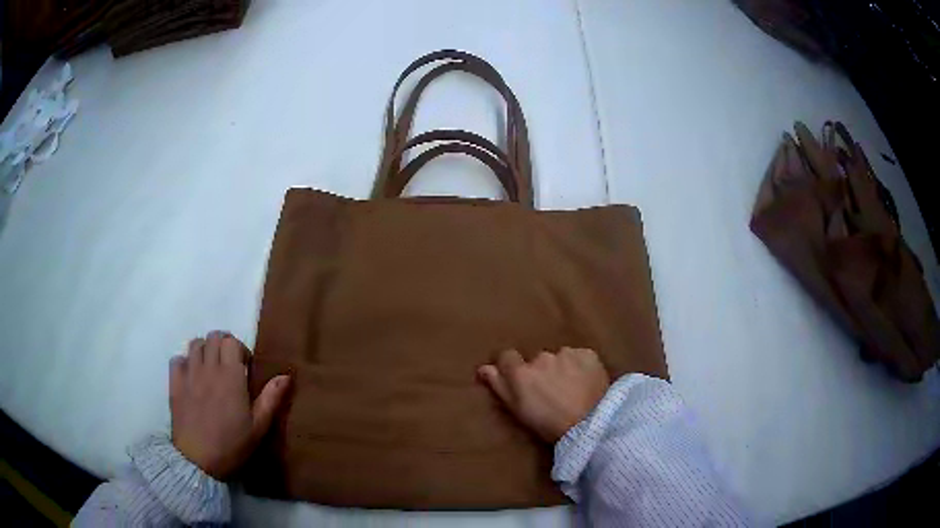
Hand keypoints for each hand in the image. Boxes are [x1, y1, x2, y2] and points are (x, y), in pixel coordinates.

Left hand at [169, 331, 289, 479]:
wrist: (198, 460)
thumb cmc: (232, 445)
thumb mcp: (258, 426)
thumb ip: (271, 398)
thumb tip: (286, 375)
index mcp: (231, 376)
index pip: (231, 342)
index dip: (240, 350)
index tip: (245, 368)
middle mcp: (208, 367)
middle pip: (213, 337)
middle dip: (223, 345)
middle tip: (229, 366)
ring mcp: (188, 374)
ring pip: (195, 344)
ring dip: (205, 351)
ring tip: (210, 369)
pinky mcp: (174, 383)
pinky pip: (177, 359)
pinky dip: (185, 363)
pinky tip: (191, 378)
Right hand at [478, 348, 609, 442]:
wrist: (589, 424)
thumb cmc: (548, 424)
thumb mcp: (517, 410)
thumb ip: (499, 386)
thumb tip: (483, 368)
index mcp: (521, 372)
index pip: (507, 356)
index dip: (512, 367)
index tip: (521, 379)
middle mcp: (541, 357)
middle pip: (537, 359)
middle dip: (542, 371)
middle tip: (551, 391)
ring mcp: (566, 354)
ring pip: (560, 357)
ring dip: (562, 368)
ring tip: (571, 388)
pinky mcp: (588, 354)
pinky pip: (580, 357)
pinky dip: (581, 366)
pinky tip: (585, 382)